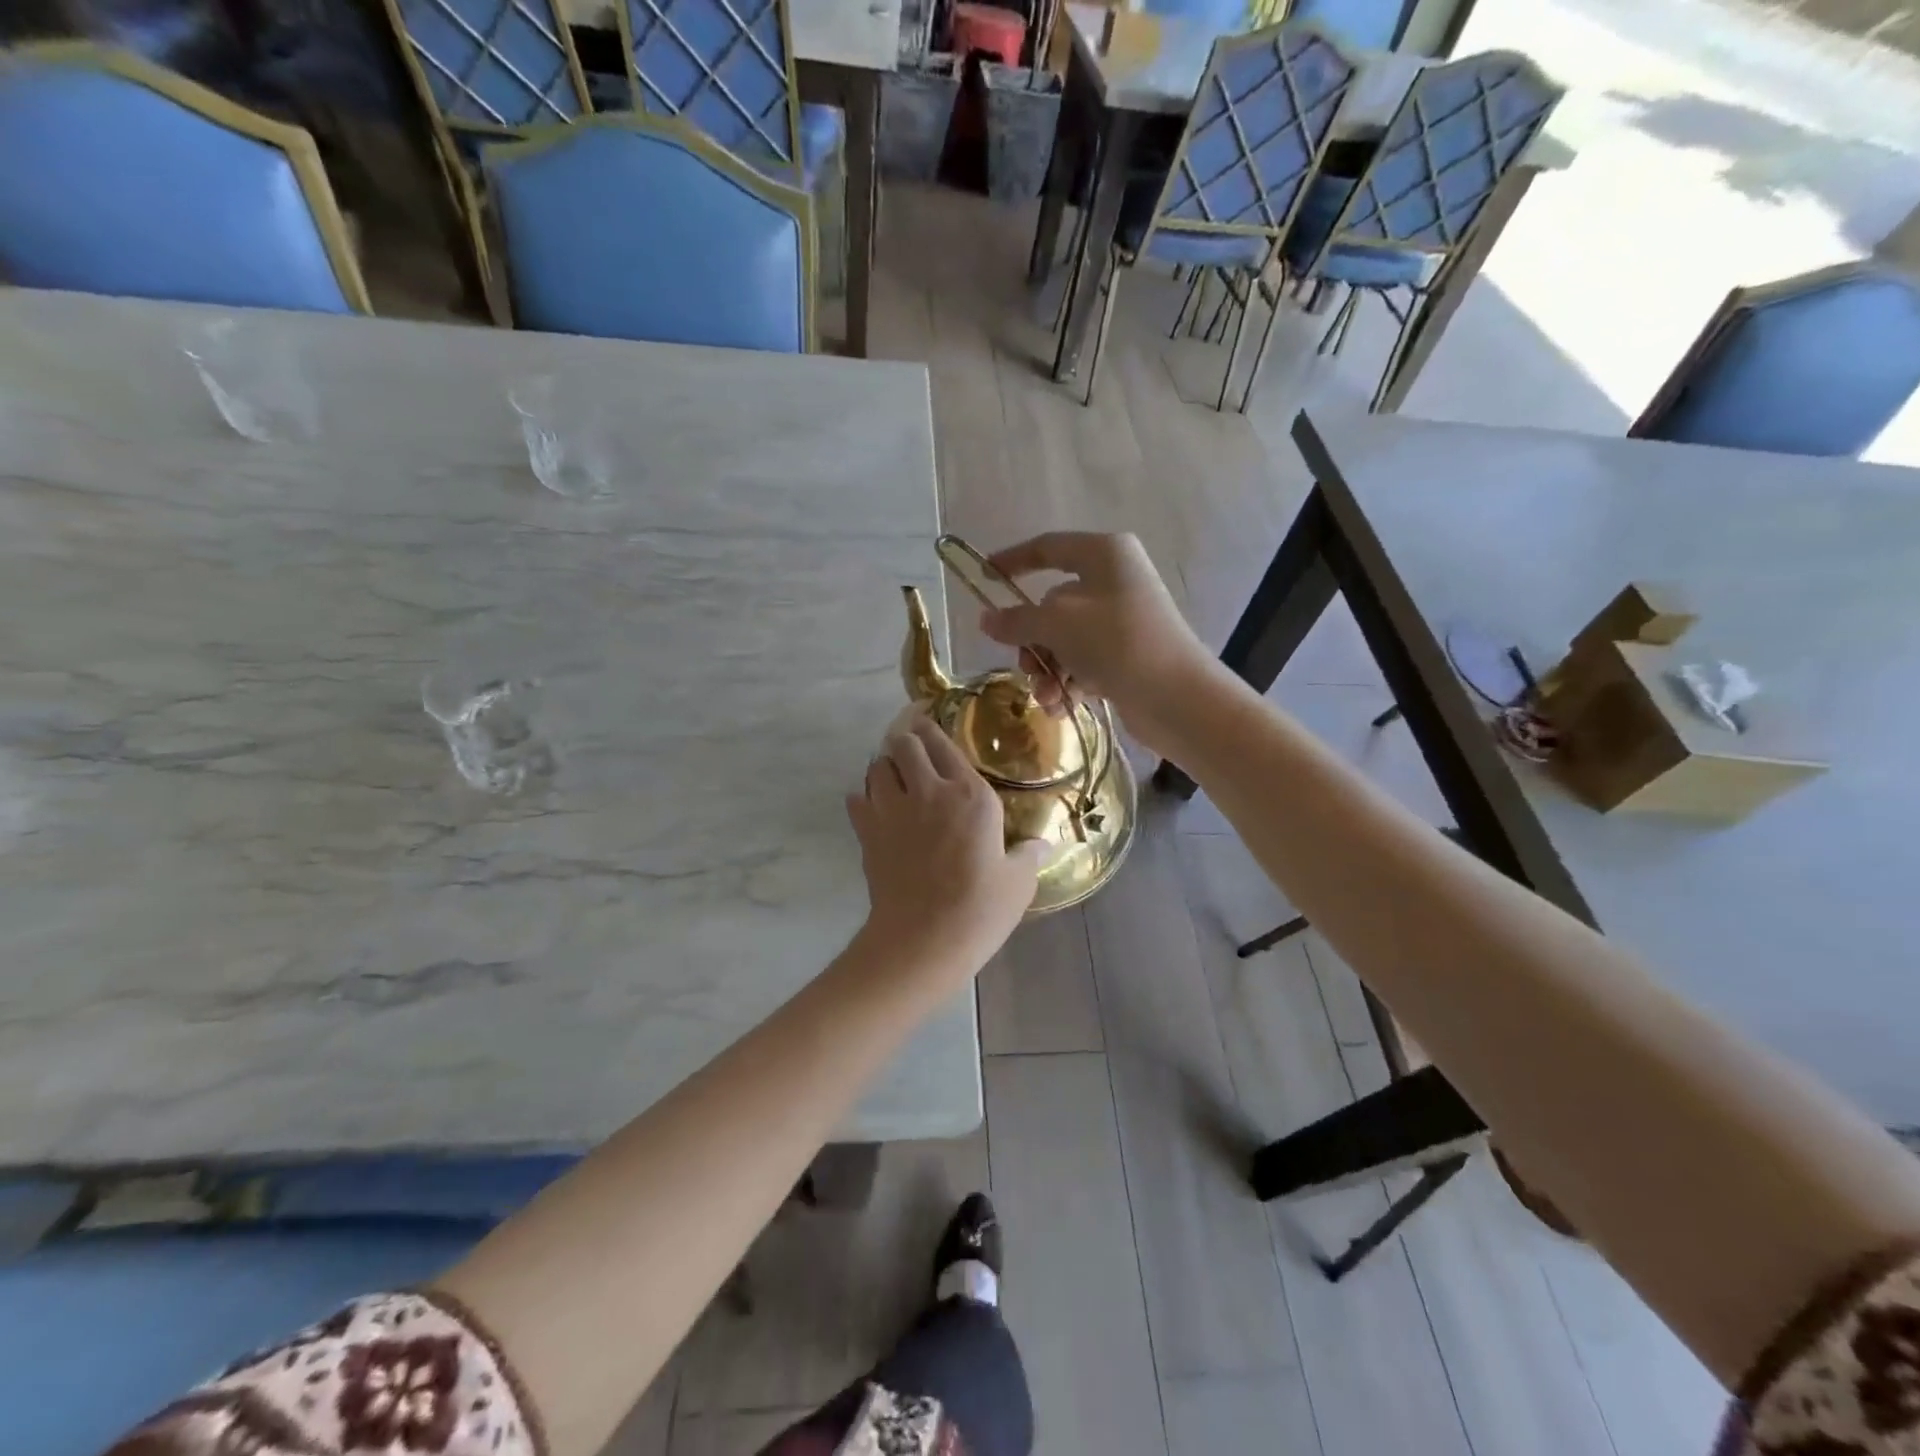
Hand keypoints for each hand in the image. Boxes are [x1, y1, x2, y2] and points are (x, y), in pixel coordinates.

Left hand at [848, 716, 1048, 981]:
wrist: (924, 939)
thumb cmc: (980, 909)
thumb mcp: (1018, 882)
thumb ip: (1029, 855)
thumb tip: (1043, 844)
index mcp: (970, 795)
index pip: (944, 744)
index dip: (933, 728)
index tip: (929, 722)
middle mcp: (929, 791)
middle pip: (904, 744)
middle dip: (906, 740)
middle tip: (911, 748)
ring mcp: (892, 809)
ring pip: (876, 766)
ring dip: (884, 766)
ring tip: (893, 776)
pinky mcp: (867, 832)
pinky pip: (856, 799)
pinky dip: (863, 798)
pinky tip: (874, 808)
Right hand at [978, 532, 1209, 745]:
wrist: (1176, 696)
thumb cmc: (1115, 642)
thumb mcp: (1056, 625)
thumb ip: (1016, 620)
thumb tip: (986, 619)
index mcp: (1104, 554)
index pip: (1047, 548)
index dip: (1012, 561)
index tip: (984, 578)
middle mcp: (1115, 580)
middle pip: (1052, 604)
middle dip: (1033, 641)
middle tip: (1025, 665)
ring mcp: (1123, 619)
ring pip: (1065, 639)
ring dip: (1048, 669)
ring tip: (1046, 696)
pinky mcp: (1128, 654)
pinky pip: (1084, 661)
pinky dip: (1069, 681)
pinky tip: (1061, 706)